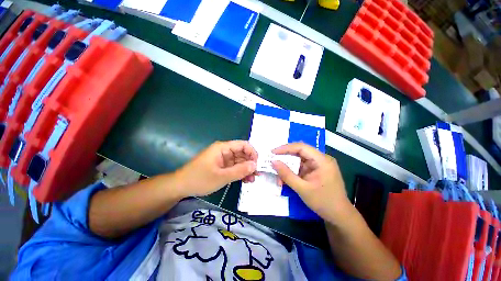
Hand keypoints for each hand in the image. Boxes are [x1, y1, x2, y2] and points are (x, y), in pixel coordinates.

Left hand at [176, 140, 257, 197]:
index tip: (257, 164)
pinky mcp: (221, 166)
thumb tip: (255, 165)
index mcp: (223, 148)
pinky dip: (240, 173)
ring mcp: (223, 159)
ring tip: (252, 180)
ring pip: (239, 161)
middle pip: (242, 153)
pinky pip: (234, 167)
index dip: (252, 152)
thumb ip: (239, 171)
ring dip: (246, 169)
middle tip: (256, 174)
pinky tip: (245, 180)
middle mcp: (224, 151)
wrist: (181, 187)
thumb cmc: (199, 179)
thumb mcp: (221, 177)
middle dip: (250, 163)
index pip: (243, 145)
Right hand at [271, 143, 351, 224]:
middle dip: (285, 158)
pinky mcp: (315, 171)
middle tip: (272, 161)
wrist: (339, 217)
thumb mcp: (302, 189)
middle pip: (299, 152)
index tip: (273, 152)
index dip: (286, 148)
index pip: (301, 147)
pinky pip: (300, 168)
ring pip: (298, 161)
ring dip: (287, 167)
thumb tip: (273, 161)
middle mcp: (321, 159)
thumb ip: (287, 174)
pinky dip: (292, 172)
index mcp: (322, 160)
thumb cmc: (323, 202)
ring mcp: (318, 165)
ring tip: (278, 175)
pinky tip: (285, 179)